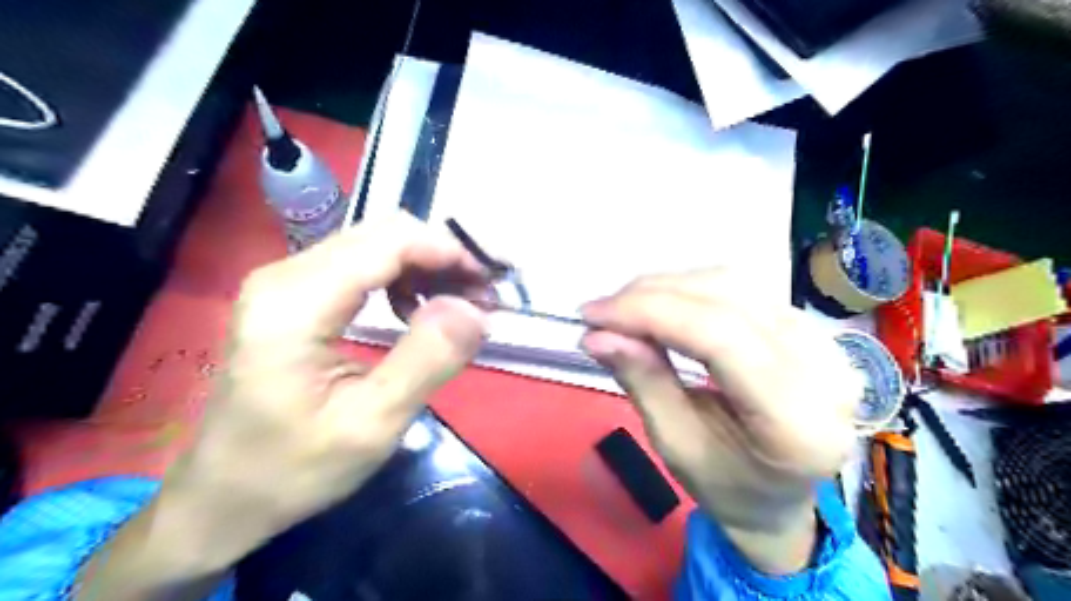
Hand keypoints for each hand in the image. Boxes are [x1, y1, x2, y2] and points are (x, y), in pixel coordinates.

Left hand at [159, 214, 489, 569]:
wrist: (221, 496)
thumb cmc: (291, 470)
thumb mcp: (371, 426)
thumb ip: (426, 361)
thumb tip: (476, 308)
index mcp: (295, 303)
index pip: (389, 242)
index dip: (448, 252)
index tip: (491, 286)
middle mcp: (285, 274)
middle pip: (384, 234)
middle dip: (443, 257)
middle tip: (483, 298)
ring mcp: (286, 280)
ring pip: (377, 244)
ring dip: (427, 266)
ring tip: (460, 306)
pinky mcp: (294, 293)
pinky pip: (362, 264)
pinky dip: (404, 277)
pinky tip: (415, 311)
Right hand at [579, 268, 859, 572]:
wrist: (781, 494)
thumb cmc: (728, 485)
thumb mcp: (677, 446)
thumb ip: (644, 383)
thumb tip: (598, 335)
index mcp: (797, 420)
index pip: (719, 336)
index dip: (649, 313)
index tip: (592, 316)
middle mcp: (824, 368)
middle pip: (726, 298)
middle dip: (650, 296)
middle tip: (599, 312)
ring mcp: (824, 339)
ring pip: (732, 283)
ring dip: (667, 287)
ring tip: (623, 309)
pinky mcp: (809, 325)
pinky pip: (740, 288)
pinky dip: (689, 290)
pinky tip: (659, 305)